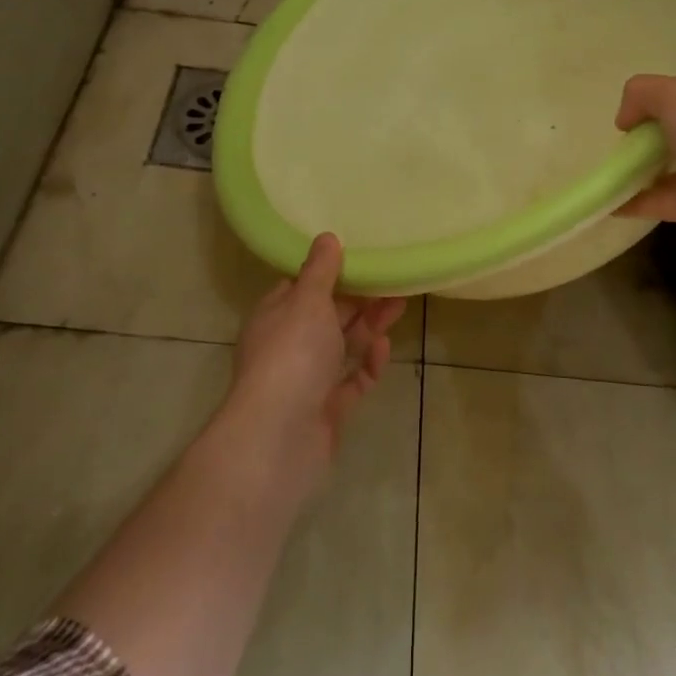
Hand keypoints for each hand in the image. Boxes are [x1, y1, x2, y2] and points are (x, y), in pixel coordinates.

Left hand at [224, 233, 404, 497]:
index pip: (301, 286)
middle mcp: (288, 345)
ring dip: (369, 326)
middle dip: (359, 298)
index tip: (359, 257)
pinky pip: (351, 381)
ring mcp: (307, 380)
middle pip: (327, 315)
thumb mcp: (307, 301)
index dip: (328, 272)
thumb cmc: (291, 355)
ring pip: (342, 346)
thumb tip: (326, 237)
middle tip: (393, 281)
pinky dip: (367, 364)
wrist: (279, 438)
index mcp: (275, 315)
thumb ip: (321, 271)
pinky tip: (382, 348)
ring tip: (400, 305)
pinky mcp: (327, 409)